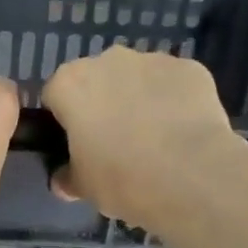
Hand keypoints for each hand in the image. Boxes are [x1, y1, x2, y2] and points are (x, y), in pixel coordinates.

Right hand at [41, 47, 237, 225]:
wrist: (192, 177)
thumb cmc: (122, 179)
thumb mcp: (84, 187)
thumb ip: (68, 177)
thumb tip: (64, 180)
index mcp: (70, 84)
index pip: (55, 96)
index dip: (64, 121)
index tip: (76, 144)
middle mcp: (107, 60)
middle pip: (97, 79)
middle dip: (102, 103)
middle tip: (115, 142)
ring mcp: (152, 60)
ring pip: (137, 78)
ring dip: (139, 99)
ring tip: (156, 139)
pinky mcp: (190, 68)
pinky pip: (174, 83)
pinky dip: (175, 101)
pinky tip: (184, 132)